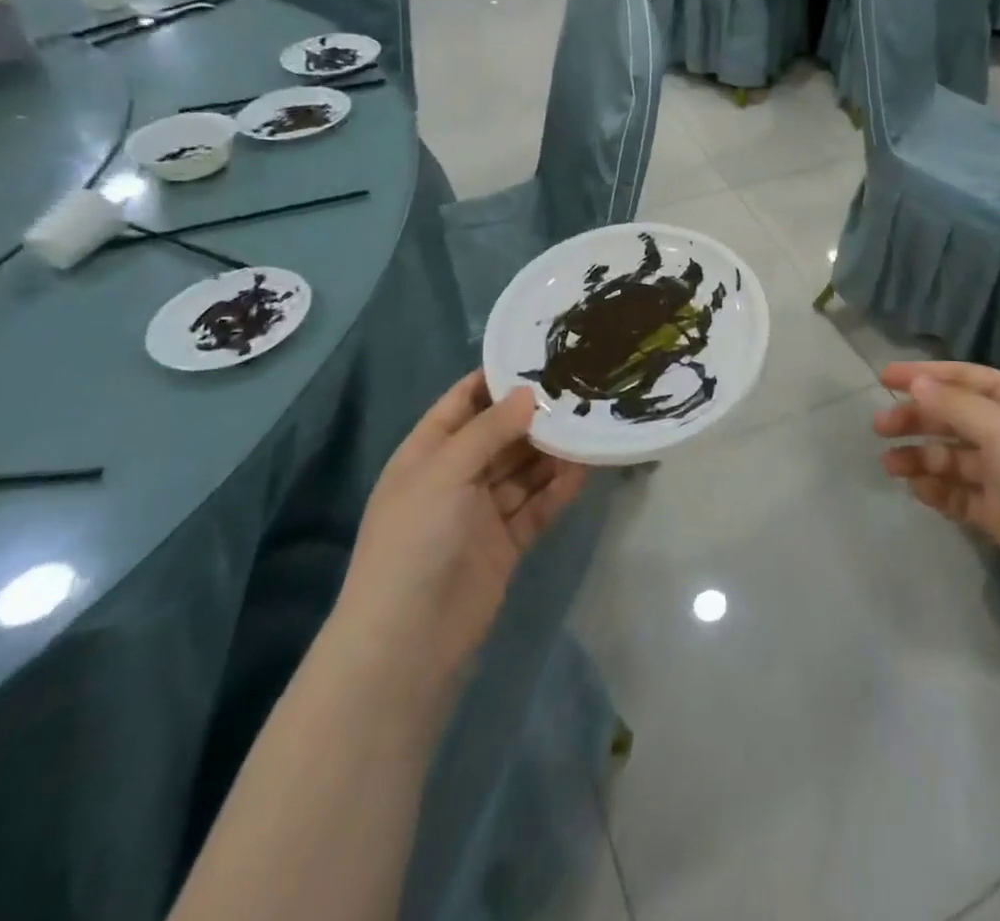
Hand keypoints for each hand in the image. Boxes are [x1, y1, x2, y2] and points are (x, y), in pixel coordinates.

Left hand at [332, 373, 587, 691]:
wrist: (407, 643)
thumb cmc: (414, 542)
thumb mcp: (445, 473)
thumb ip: (489, 430)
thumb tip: (530, 393)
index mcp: (427, 453)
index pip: (464, 402)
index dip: (498, 379)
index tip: (542, 356)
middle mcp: (455, 476)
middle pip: (502, 434)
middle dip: (536, 414)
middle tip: (582, 389)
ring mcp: (481, 511)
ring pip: (524, 469)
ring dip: (553, 451)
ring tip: (592, 423)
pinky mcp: (507, 541)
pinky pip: (537, 504)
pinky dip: (559, 488)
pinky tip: (587, 468)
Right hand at [874, 363, 999, 614]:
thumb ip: (954, 406)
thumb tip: (917, 384)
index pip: (964, 379)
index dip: (924, 376)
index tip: (884, 378)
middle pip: (953, 418)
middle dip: (917, 420)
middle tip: (880, 428)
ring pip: (952, 457)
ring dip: (921, 457)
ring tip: (889, 465)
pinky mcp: (999, 511)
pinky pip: (959, 493)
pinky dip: (937, 490)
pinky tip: (918, 490)